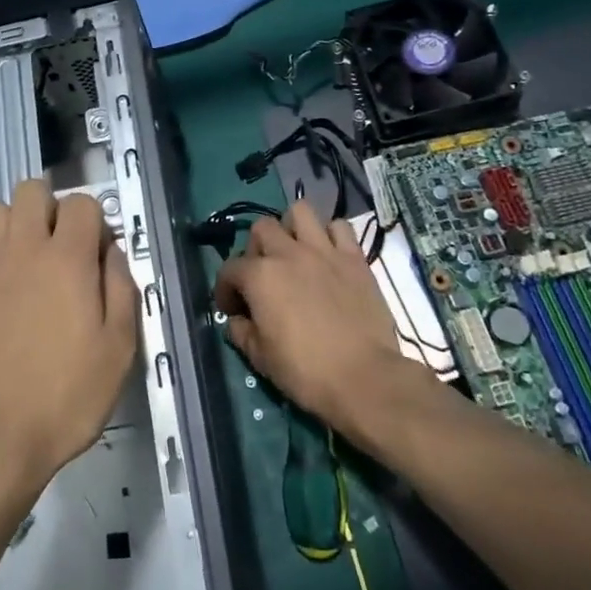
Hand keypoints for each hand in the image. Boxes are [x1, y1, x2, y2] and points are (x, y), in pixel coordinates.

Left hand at [0, 179, 138, 491]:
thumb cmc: (66, 397)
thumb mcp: (118, 348)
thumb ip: (120, 288)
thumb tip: (111, 251)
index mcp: (67, 259)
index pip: (81, 202)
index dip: (93, 220)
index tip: (95, 253)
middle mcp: (22, 250)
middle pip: (30, 190)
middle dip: (48, 207)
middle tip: (57, 247)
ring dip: (12, 225)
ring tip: (22, 262)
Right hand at [215, 200, 428, 433]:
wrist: (365, 378)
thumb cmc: (306, 372)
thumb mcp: (260, 358)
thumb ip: (242, 332)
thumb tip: (237, 321)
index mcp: (260, 276)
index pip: (229, 269)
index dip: (225, 289)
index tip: (233, 310)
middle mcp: (288, 253)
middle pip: (261, 228)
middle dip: (256, 249)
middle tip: (263, 277)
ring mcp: (324, 251)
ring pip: (300, 211)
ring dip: (292, 228)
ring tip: (295, 253)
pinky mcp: (355, 257)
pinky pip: (339, 227)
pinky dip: (331, 236)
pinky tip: (329, 256)